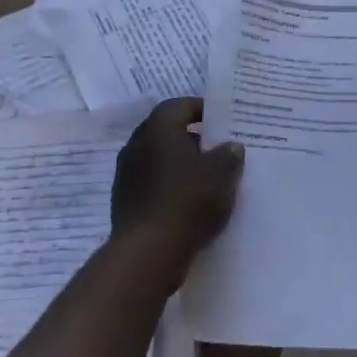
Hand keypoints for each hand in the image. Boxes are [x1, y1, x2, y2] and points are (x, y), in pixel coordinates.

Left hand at [111, 98, 243, 261]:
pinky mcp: (125, 200)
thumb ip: (228, 155)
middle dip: (191, 137)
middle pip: (166, 131)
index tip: (221, 120)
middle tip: (216, 147)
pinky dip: (169, 183)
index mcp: (158, 130)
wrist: (149, 251)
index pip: (179, 105)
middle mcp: (137, 145)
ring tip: (206, 175)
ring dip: (179, 162)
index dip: (201, 109)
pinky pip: (151, 182)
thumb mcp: (221, 174)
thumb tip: (231, 146)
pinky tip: (189, 199)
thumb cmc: (188, 200)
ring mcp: (126, 174)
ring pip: (157, 158)